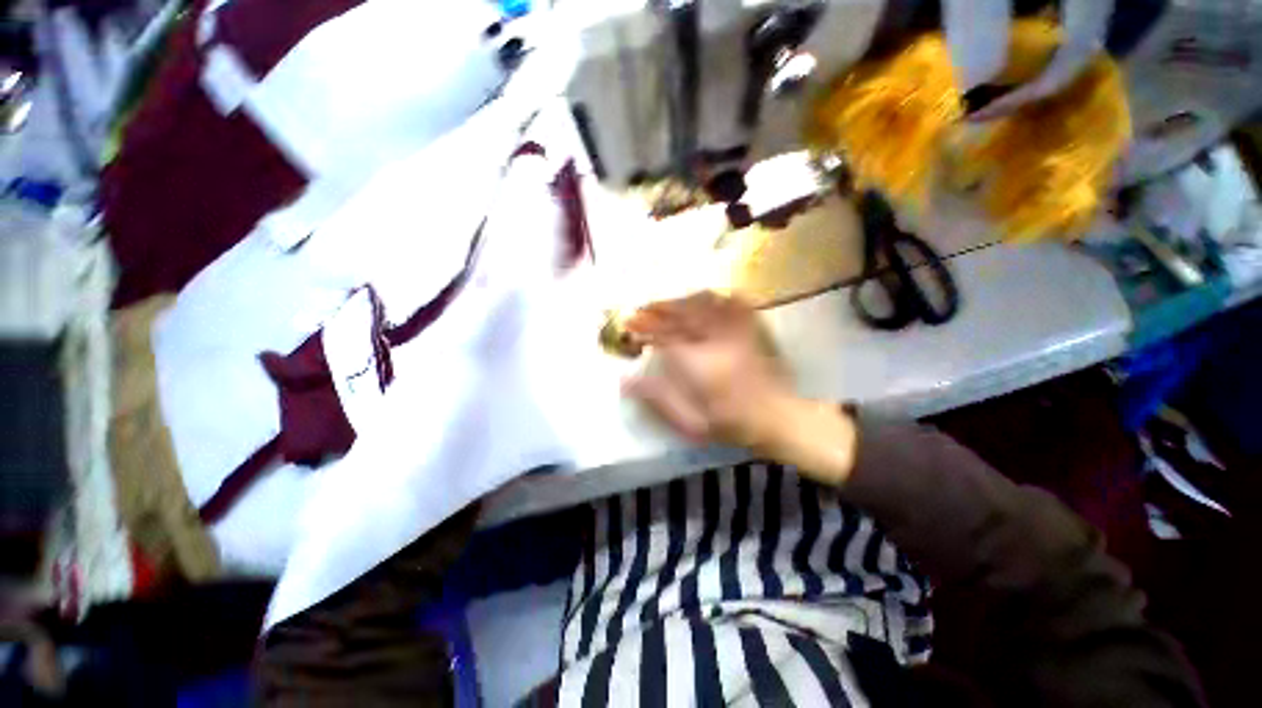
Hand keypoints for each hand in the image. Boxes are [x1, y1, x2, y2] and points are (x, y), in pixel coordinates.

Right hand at [623, 292, 857, 484]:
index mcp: (698, 364)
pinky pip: (732, 302)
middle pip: (682, 313)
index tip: (629, 326)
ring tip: (665, 304)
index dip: (644, 328)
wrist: (779, 418)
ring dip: (680, 300)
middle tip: (641, 310)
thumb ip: (658, 399)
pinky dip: (713, 297)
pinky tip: (704, 298)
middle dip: (657, 309)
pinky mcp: (752, 328)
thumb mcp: (690, 422)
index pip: (664, 336)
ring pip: (704, 303)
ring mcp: (737, 331)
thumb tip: (626, 379)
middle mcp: (716, 340)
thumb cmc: (731, 424)